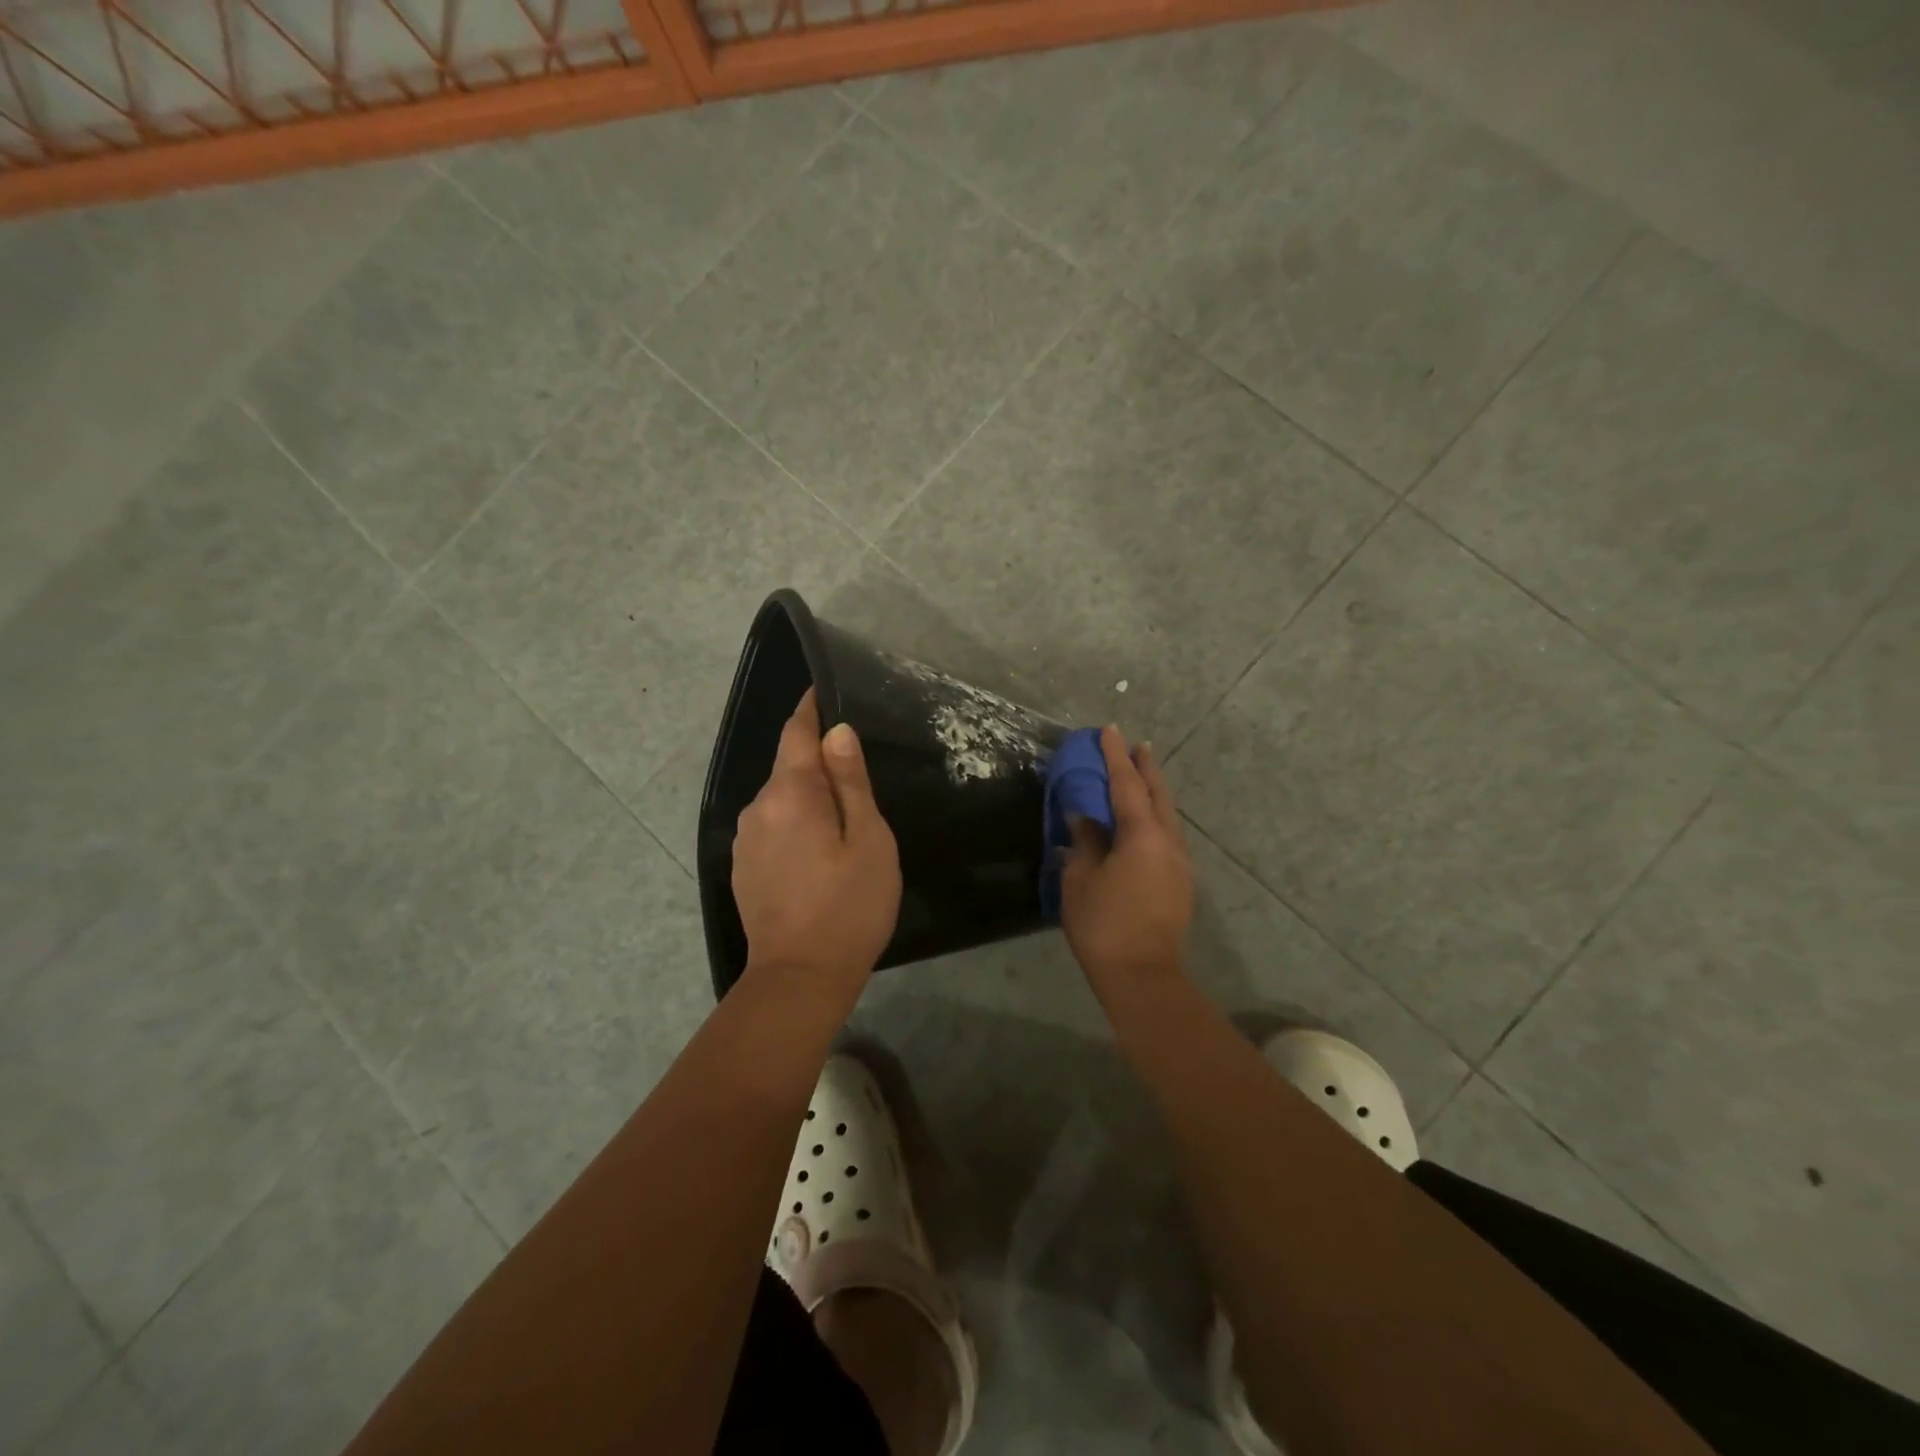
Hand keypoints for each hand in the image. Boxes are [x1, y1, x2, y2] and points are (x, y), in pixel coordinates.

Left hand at [732, 689, 901, 1015]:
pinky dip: (795, 821)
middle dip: (818, 759)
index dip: (810, 708)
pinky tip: (818, 848)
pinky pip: (772, 825)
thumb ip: (851, 782)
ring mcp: (746, 839)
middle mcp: (758, 808)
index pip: (795, 732)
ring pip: (781, 798)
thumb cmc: (848, 907)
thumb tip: (836, 732)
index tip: (826, 690)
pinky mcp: (744, 866)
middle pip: (788, 766)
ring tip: (843, 815)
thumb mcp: (868, 840)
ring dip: (808, 795)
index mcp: (790, 794)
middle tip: (859, 771)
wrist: (800, 978)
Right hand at [1061, 727, 1192, 998]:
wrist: (1143, 978)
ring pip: (1168, 816)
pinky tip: (1143, 824)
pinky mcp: (1180, 883)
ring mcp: (1180, 864)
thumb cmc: (1103, 926)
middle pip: (1159, 794)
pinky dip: (1155, 818)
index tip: (1109, 730)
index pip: (1127, 784)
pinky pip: (1168, 836)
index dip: (1116, 756)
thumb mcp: (1080, 880)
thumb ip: (1084, 842)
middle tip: (1135, 746)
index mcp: (1142, 835)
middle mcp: (1168, 842)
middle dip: (1146, 768)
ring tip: (1139, 779)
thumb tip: (1084, 818)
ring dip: (1154, 793)